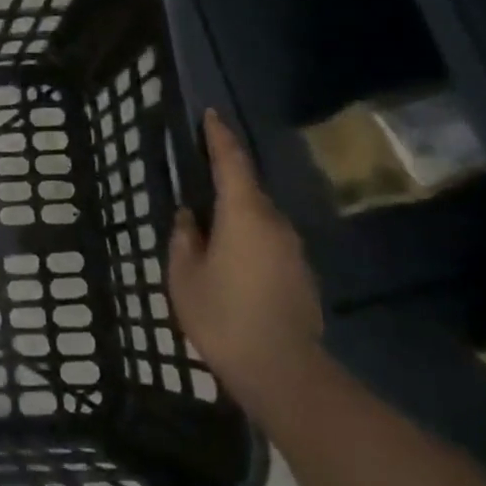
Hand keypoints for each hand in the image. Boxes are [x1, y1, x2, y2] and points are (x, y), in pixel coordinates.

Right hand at [168, 110, 323, 406]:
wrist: (283, 371)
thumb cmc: (223, 316)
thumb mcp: (184, 275)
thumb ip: (184, 238)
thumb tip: (189, 217)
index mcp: (244, 214)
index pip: (232, 162)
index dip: (219, 136)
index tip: (210, 115)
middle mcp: (275, 223)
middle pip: (248, 190)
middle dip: (225, 181)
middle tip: (197, 182)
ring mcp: (293, 250)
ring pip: (260, 218)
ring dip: (237, 215)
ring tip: (210, 229)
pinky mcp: (301, 275)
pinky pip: (269, 242)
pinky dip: (249, 240)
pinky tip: (232, 262)